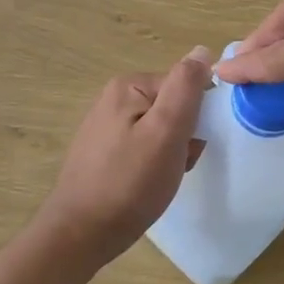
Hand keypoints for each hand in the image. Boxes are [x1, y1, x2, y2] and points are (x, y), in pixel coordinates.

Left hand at [32, 47, 214, 271]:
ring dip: (172, 153)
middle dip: (184, 136)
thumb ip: (186, 88)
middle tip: (176, 165)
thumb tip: (201, 50)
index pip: (184, 86)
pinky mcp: (104, 152)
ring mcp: (106, 126)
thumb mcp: (166, 132)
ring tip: (161, 178)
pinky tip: (148, 185)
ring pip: (160, 130)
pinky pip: (143, 147)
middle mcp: (114, 98)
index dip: (197, 117)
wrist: (81, 234)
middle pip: (172, 107)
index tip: (192, 145)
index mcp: (128, 85)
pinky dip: (154, 164)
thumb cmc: (129, 183)